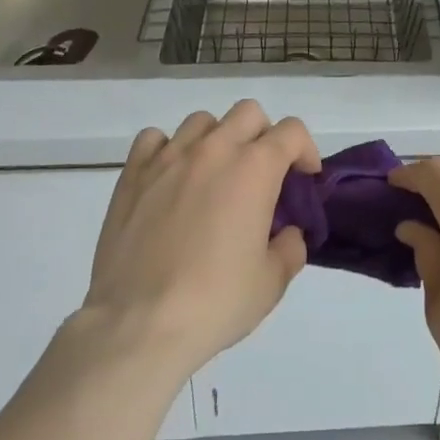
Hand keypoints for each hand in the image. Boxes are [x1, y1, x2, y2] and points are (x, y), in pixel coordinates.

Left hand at [82, 100, 319, 382]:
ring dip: (217, 140)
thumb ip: (290, 248)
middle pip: (249, 113)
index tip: (303, 179)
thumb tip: (287, 233)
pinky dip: (168, 150)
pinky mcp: (133, 174)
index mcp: (255, 168)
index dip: (305, 150)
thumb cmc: (213, 303)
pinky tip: (170, 179)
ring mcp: (170, 157)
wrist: (137, 325)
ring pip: (203, 121)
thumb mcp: (271, 283)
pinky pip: (154, 139)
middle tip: (261, 175)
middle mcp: (215, 149)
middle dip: (263, 136)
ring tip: (213, 176)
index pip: (292, 131)